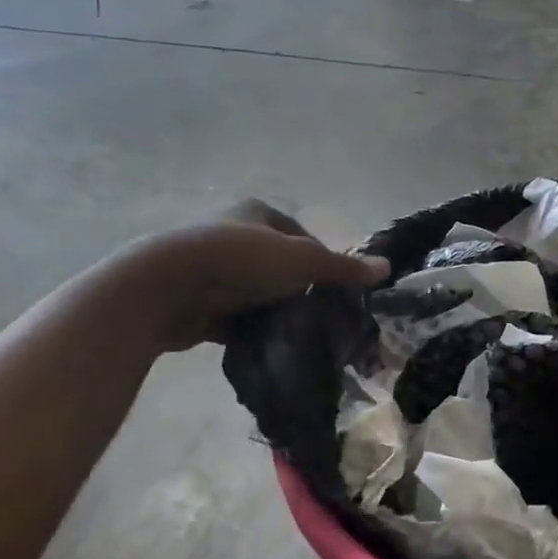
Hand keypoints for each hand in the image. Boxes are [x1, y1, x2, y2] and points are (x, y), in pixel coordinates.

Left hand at [108, 201, 388, 351]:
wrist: (169, 288)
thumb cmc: (242, 261)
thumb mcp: (304, 260)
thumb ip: (344, 267)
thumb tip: (388, 268)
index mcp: (256, 213)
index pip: (300, 234)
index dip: (321, 258)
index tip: (336, 286)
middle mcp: (232, 235)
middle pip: (279, 264)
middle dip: (298, 287)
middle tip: (322, 312)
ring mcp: (211, 269)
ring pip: (256, 292)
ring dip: (274, 309)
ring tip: (300, 332)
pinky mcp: (196, 300)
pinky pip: (234, 316)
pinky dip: (251, 329)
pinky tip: (270, 345)